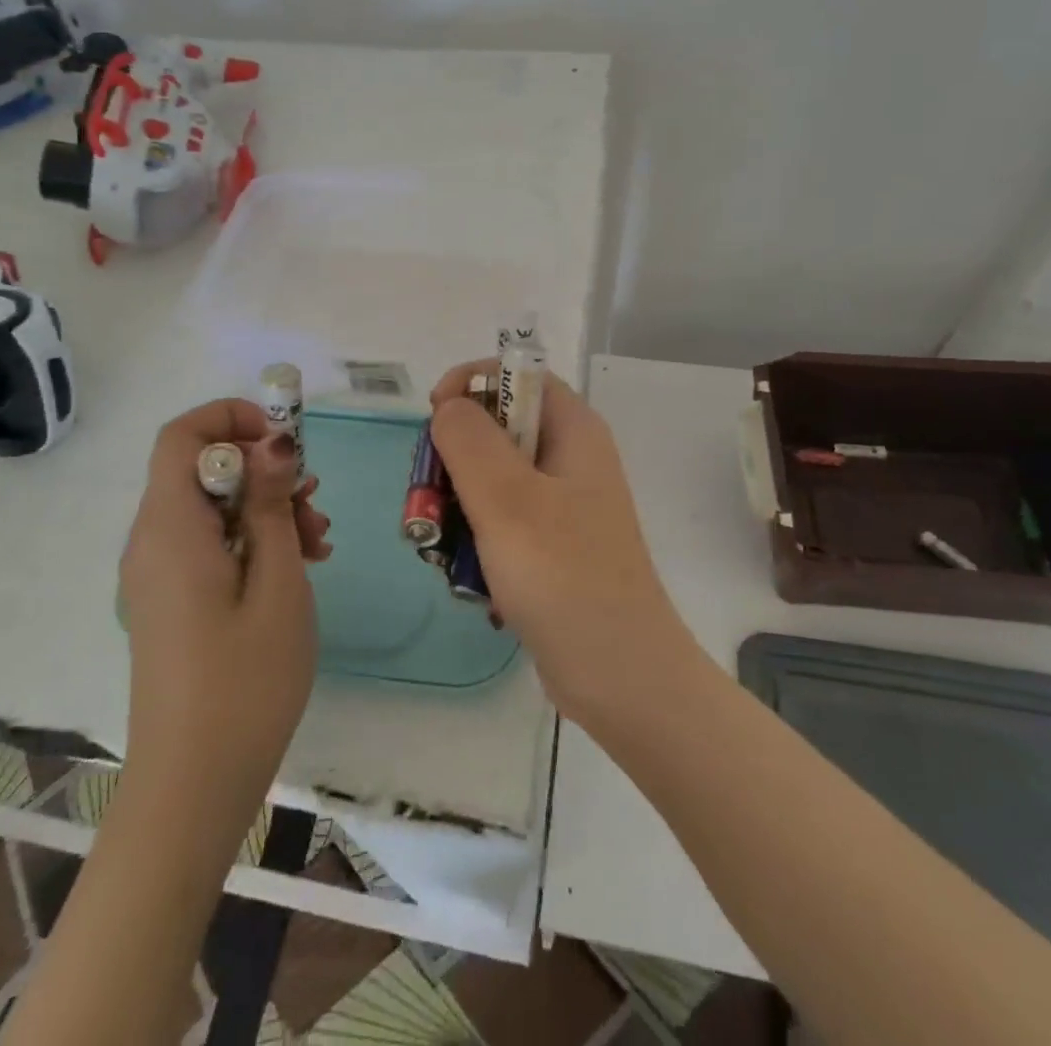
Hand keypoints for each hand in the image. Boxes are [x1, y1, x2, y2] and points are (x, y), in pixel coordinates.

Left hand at [119, 399, 331, 805]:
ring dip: (264, 508)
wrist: (194, 787)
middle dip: (262, 470)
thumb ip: (271, 504)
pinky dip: (250, 539)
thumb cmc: (244, 682)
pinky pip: (208, 544)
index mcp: (170, 529)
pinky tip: (295, 567)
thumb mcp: (277, 582)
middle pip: (201, 469)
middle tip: (314, 503)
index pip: (183, 436)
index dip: (232, 419)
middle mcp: (152, 542)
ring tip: (318, 544)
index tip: (286, 442)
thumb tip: (273, 441)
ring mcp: (157, 574)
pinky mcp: (169, 601)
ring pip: (210, 507)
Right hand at [430, 363, 693, 730]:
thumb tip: (449, 407)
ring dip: (458, 506)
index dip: (472, 383)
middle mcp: (571, 459)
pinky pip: (501, 522)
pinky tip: (470, 578)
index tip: (434, 418)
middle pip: (498, 428)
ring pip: (492, 479)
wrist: (619, 675)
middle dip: (454, 458)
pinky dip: (476, 540)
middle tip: (431, 498)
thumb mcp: (508, 499)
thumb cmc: (564, 576)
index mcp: (574, 431)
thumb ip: (469, 440)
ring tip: (444, 548)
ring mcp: (562, 505)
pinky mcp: (551, 546)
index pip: (519, 375)